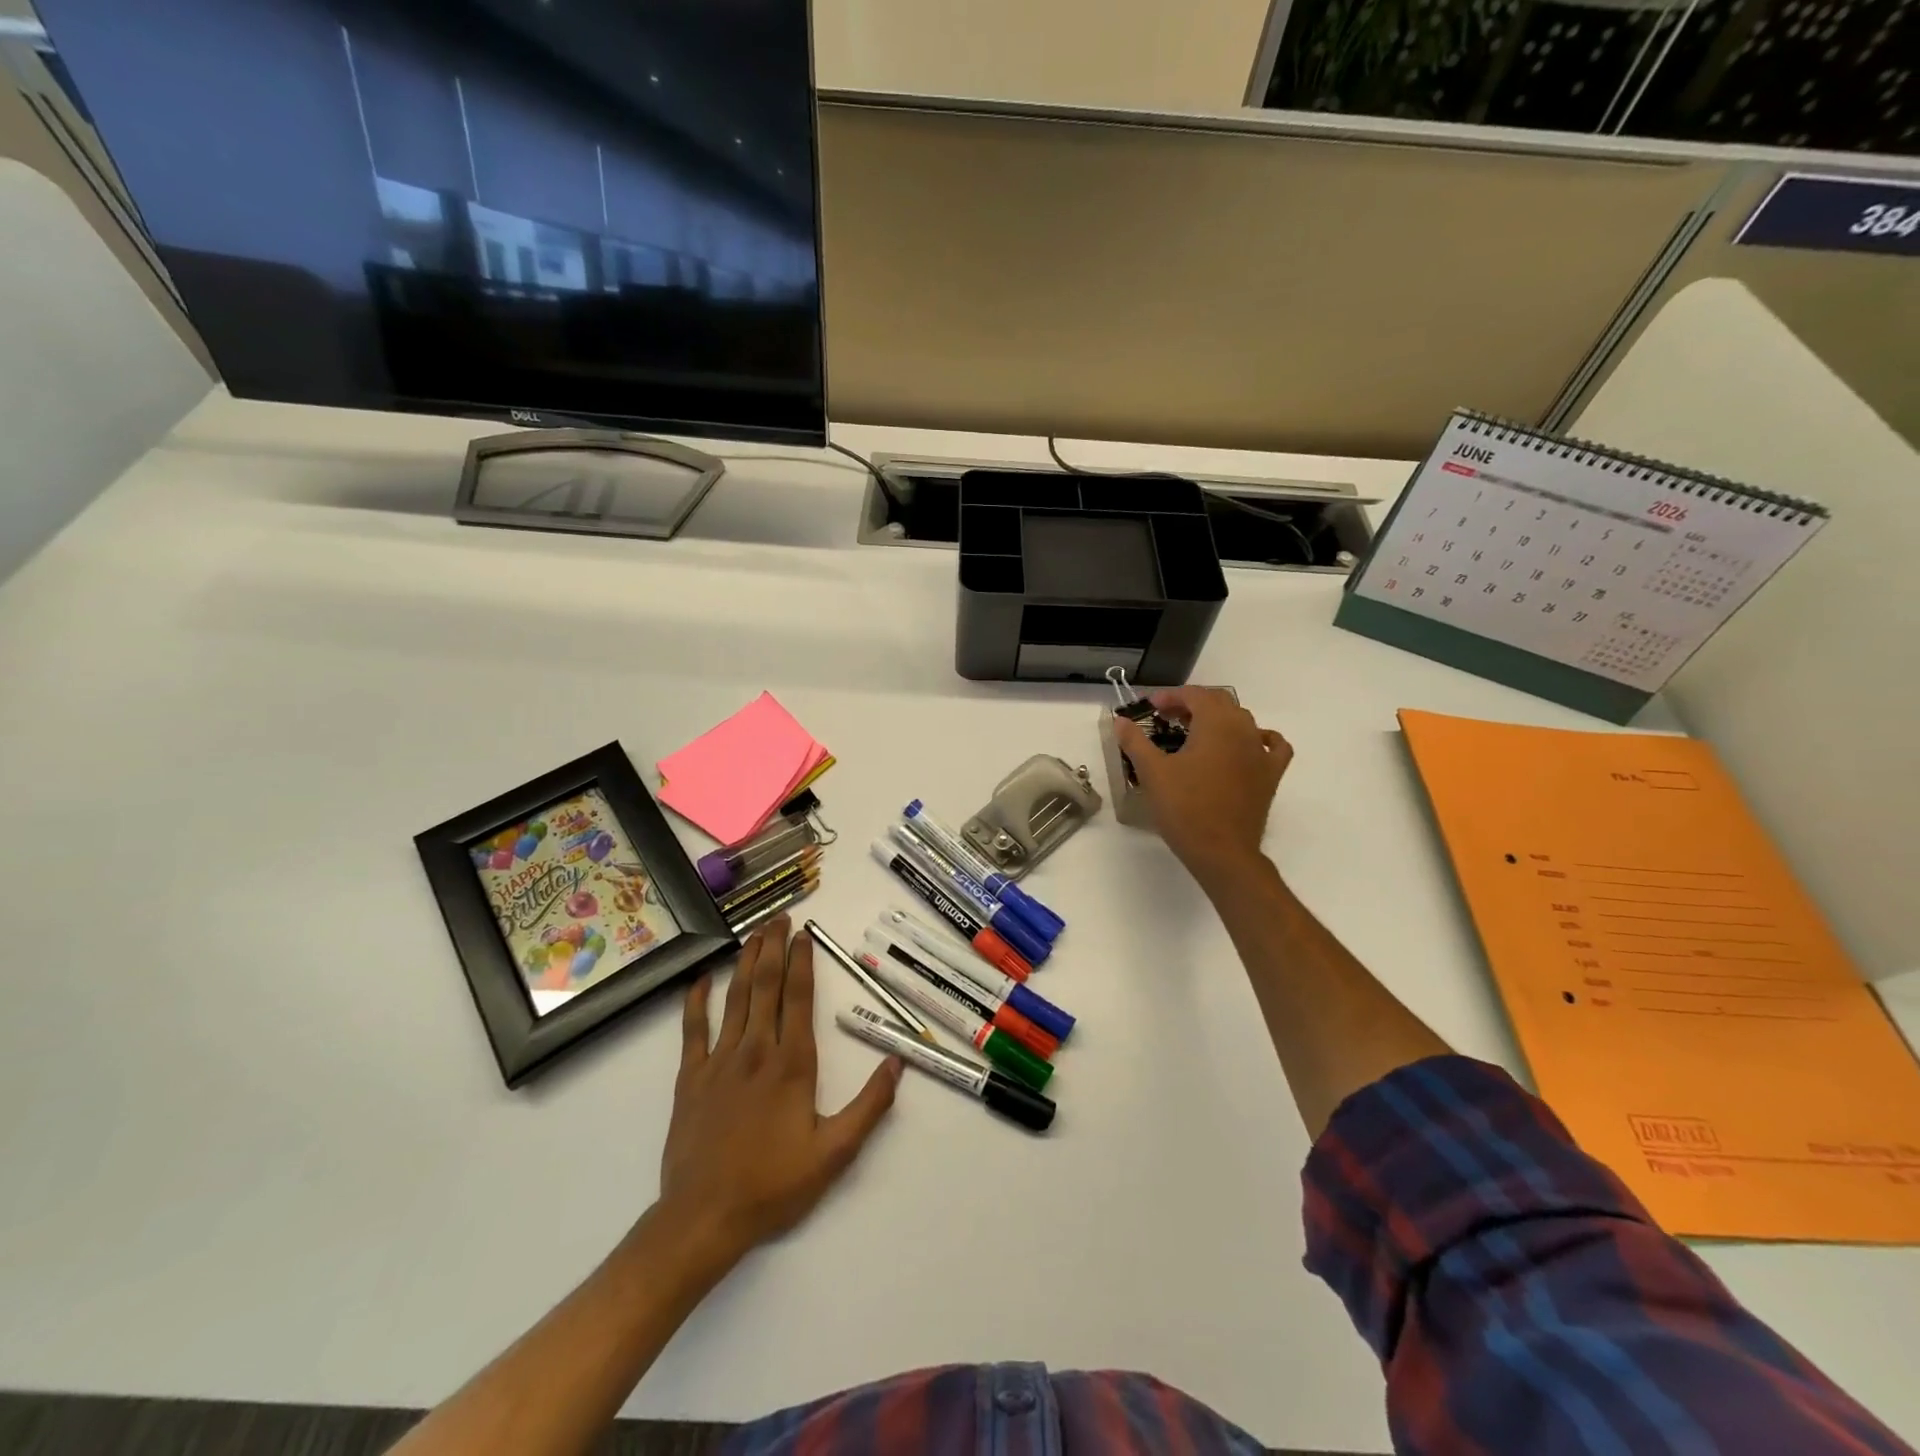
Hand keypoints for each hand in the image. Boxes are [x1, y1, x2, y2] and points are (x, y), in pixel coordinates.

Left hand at [658, 917, 900, 1263]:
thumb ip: (869, 1106)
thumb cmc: (773, 1186)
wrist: (703, 1219)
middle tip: (780, 917)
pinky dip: (696, 1002)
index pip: (799, 998)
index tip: (805, 934)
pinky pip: (692, 1030)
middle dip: (774, 948)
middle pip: (766, 986)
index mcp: (792, 1064)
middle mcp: (756, 1051)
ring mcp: (719, 1061)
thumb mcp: (835, 1153)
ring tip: (754, 933)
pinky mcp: (690, 1078)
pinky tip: (703, 979)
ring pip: (735, 999)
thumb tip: (897, 1062)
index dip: (803, 961)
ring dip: (746, 962)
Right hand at [1113, 687, 1292, 884]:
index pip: (1195, 695)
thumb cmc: (1184, 808)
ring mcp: (1261, 753)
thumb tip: (1120, 720)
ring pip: (1242, 720)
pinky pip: (1272, 746)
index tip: (1150, 707)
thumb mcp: (1152, 772)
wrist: (1222, 851)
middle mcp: (1244, 730)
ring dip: (1218, 719)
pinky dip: (1259, 738)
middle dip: (1192, 704)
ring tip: (1194, 733)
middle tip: (1167, 717)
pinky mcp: (1271, 775)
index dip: (1171, 696)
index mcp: (1216, 724)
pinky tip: (1247, 745)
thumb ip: (1135, 741)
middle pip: (1220, 702)